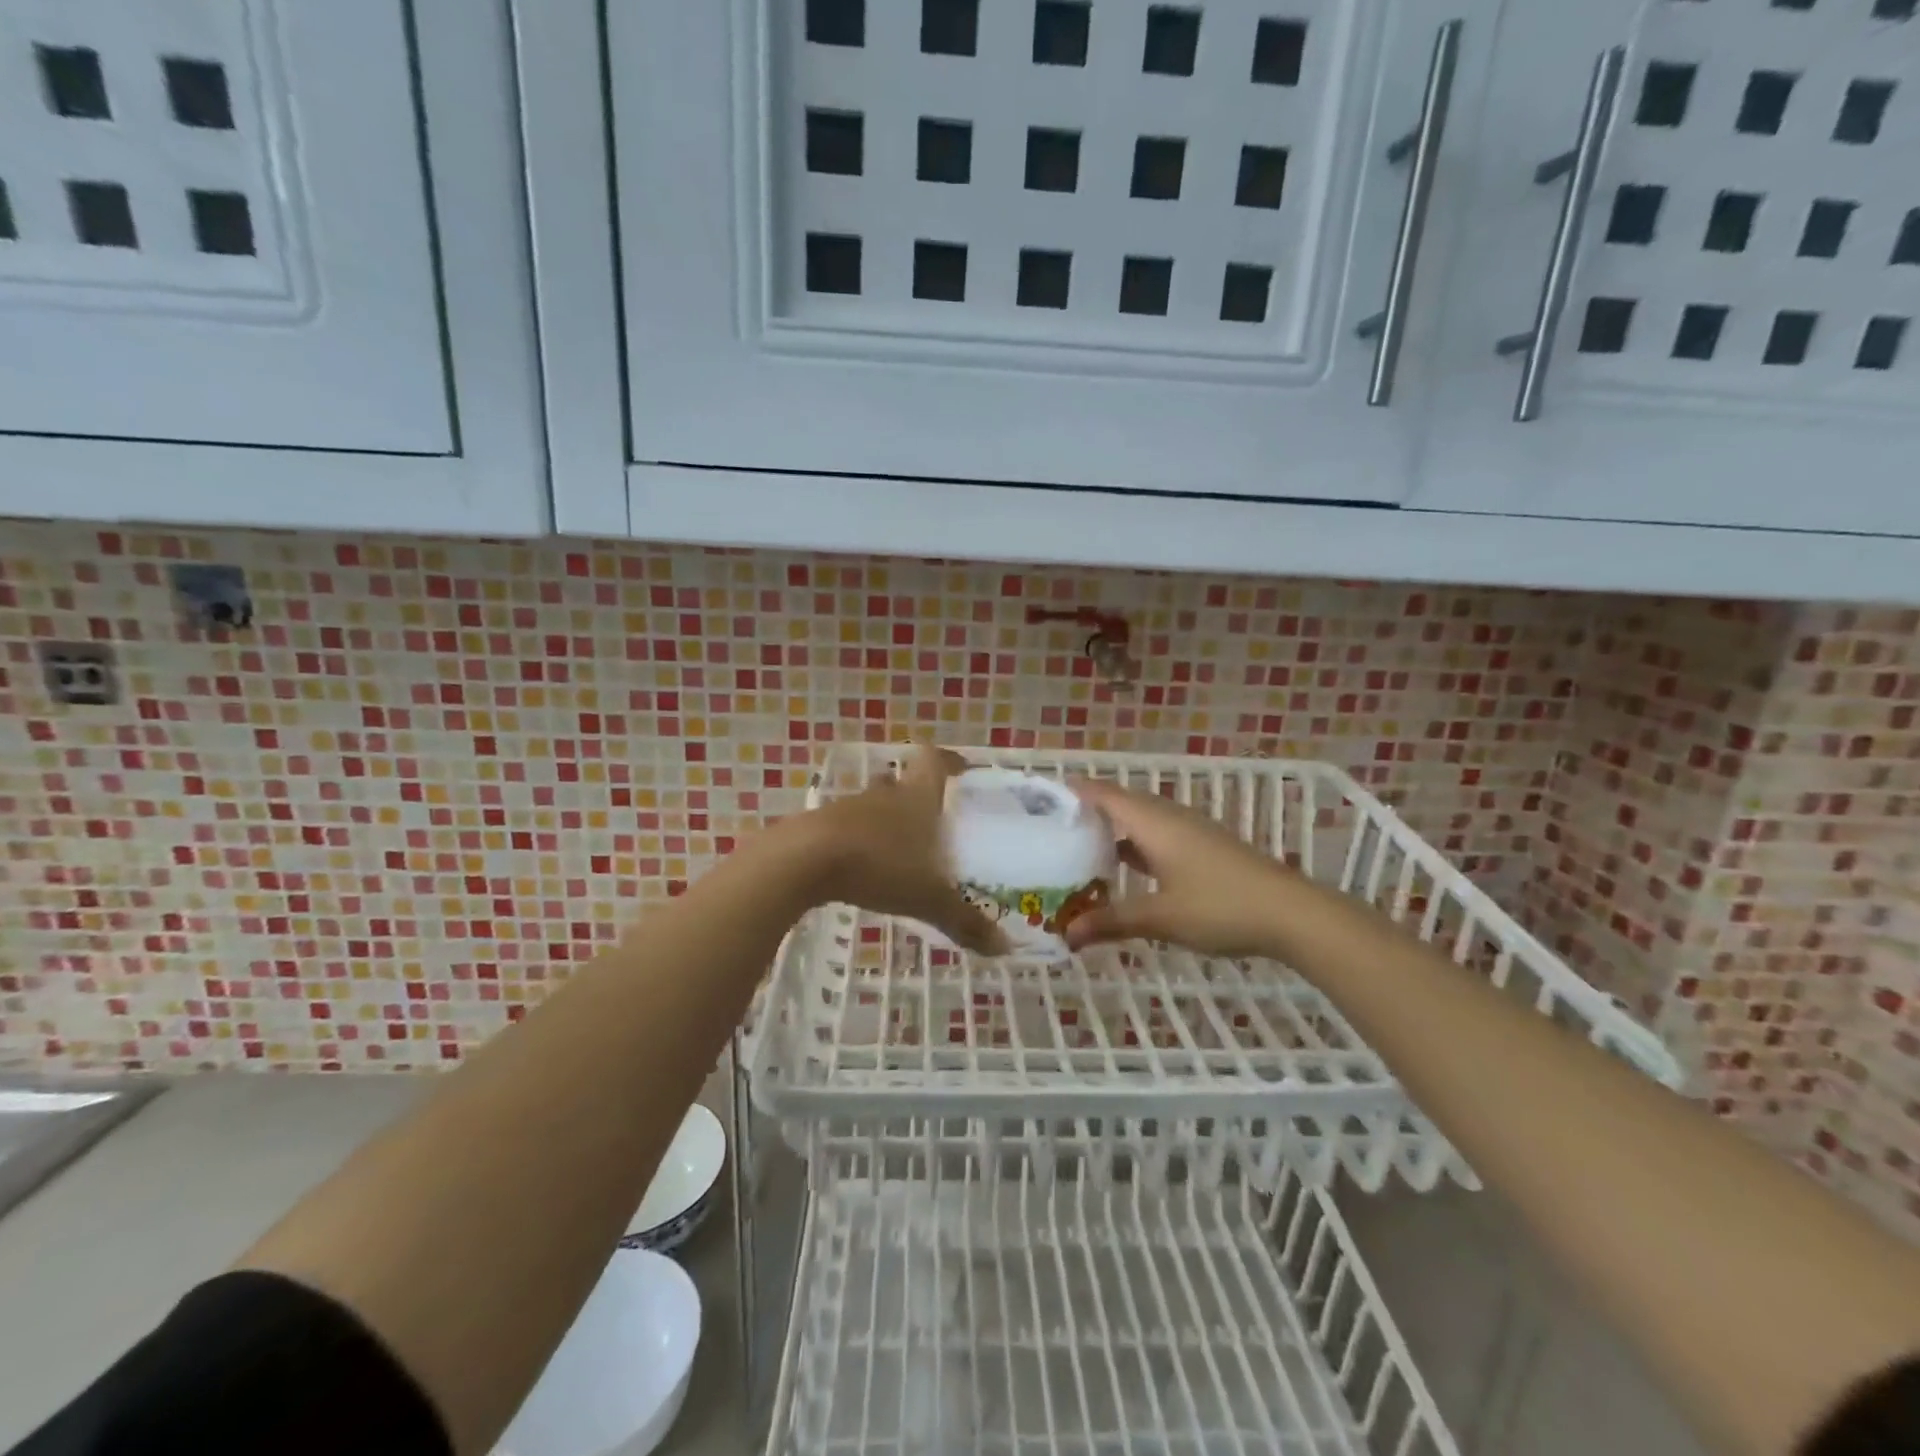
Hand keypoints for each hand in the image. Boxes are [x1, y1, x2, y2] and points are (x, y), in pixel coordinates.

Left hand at [804, 746, 1008, 955]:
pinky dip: (859, 842)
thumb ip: (965, 921)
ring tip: (900, 851)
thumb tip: (1005, 948)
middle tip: (932, 822)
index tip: (961, 768)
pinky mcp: (820, 827)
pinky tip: (863, 869)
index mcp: (916, 797)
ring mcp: (848, 808)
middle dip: (916, 798)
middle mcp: (884, 795)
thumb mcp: (928, 899)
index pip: (934, 762)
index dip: (948, 761)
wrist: (804, 860)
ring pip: (873, 806)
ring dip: (885, 822)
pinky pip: (847, 828)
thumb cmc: (878, 865)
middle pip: (901, 784)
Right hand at [1063, 778, 1291, 956]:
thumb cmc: (1220, 907)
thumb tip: (1066, 935)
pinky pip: (1158, 835)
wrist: (1291, 913)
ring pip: (1141, 821)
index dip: (1073, 793)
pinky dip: (1135, 845)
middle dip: (1087, 813)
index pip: (1104, 794)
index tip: (1041, 802)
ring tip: (1080, 849)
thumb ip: (1111, 921)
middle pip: (1121, 803)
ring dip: (1113, 831)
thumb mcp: (1160, 917)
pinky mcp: (1205, 847)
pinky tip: (1126, 869)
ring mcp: (1191, 831)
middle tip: (1052, 831)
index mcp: (1153, 822)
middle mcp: (1170, 817)